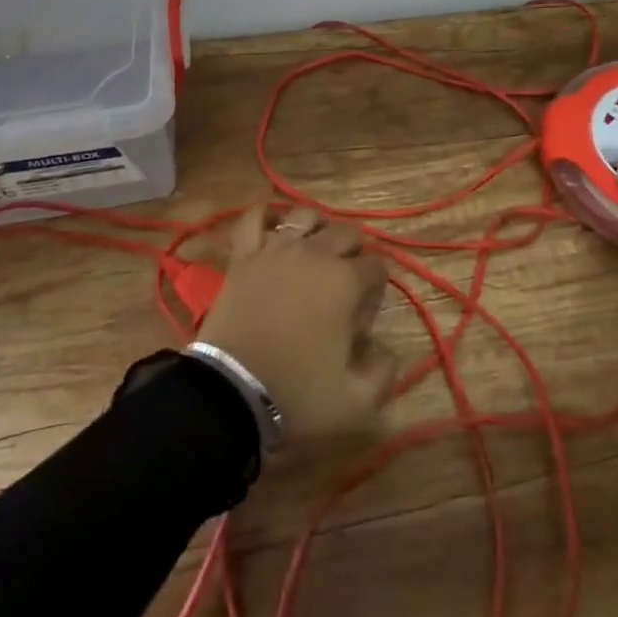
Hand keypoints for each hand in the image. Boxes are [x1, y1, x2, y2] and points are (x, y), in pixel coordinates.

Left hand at [196, 208, 396, 438]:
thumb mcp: (355, 400)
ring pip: (306, 216)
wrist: (231, 393)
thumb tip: (386, 350)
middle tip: (346, 283)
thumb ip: (384, 372)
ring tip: (316, 250)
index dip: (377, 288)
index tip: (363, 315)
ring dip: (318, 228)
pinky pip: (254, 220)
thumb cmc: (297, 393)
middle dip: (355, 253)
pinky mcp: (244, 256)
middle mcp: (316, 254)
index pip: (377, 266)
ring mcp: (277, 250)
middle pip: (347, 233)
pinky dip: (265, 218)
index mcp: (346, 281)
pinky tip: (273, 227)